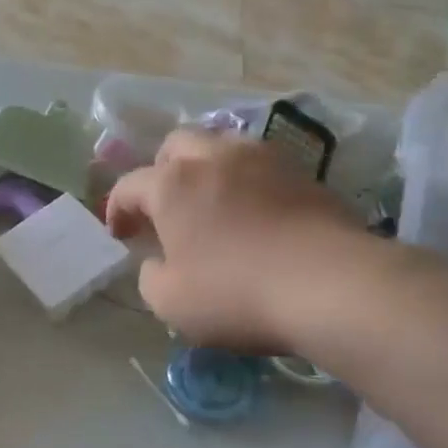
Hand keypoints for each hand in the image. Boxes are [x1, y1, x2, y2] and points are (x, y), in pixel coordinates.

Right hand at [105, 128, 366, 351]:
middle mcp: (215, 157)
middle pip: (176, 146)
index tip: (120, 234)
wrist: (330, 283)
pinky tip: (256, 214)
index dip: (118, 208)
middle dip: (162, 172)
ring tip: (213, 205)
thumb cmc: (236, 293)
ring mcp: (263, 159)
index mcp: (173, 184)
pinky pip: (261, 167)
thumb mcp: (171, 302)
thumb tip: (157, 262)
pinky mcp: (302, 173)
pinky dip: (247, 183)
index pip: (130, 184)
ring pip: (222, 147)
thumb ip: (151, 277)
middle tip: (166, 208)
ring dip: (207, 170)